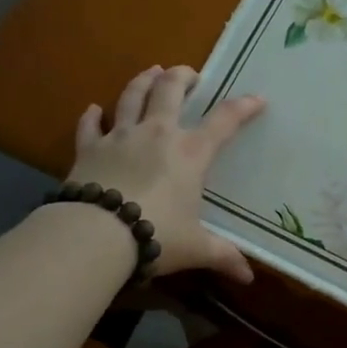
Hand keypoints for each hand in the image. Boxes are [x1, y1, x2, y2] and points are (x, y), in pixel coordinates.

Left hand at [66, 65, 265, 282]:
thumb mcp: (195, 248)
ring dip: (143, 81)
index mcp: (190, 153)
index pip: (224, 121)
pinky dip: (92, 116)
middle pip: (170, 91)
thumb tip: (249, 277)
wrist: (96, 234)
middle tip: (189, 73)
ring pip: (131, 96)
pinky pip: (90, 126)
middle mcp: (157, 134)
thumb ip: (222, 256)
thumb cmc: (156, 235)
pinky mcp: (89, 148)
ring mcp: (120, 136)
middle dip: (182, 77)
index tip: (257, 99)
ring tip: (151, 71)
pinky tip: (92, 109)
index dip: (243, 107)